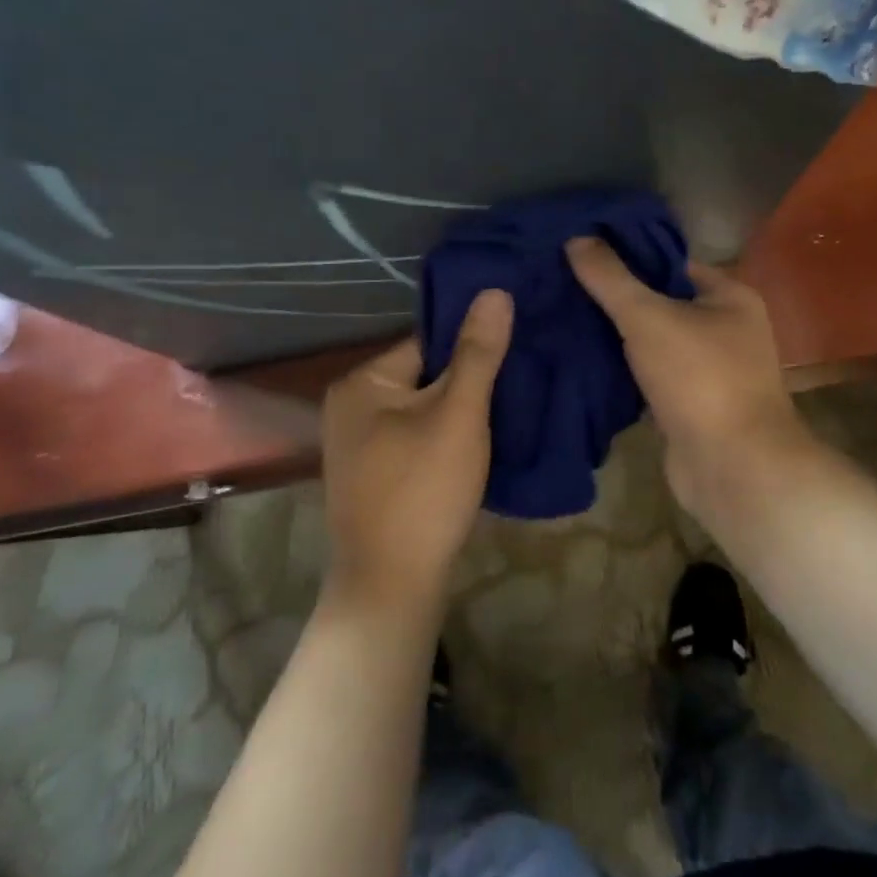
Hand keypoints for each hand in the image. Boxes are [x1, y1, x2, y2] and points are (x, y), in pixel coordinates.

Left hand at [319, 289, 512, 616]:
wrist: (392, 586)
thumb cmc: (423, 490)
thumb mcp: (459, 414)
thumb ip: (478, 353)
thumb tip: (495, 290)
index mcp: (363, 381)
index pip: (428, 341)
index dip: (474, 344)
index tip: (519, 344)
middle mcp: (352, 405)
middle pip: (427, 374)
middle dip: (471, 379)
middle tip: (523, 376)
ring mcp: (361, 443)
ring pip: (426, 408)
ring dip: (463, 409)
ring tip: (512, 405)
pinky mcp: (376, 474)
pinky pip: (419, 436)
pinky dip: (448, 435)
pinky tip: (482, 442)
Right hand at [566, 237, 810, 511]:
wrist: (732, 468)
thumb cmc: (699, 378)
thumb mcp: (649, 317)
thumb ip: (611, 278)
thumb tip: (576, 237)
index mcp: (728, 296)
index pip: (670, 262)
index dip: (626, 255)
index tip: (580, 251)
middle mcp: (724, 328)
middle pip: (659, 302)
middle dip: (615, 297)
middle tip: (561, 284)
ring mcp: (708, 370)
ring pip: (652, 341)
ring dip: (615, 336)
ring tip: (562, 316)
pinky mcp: (688, 404)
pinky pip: (649, 375)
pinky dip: (621, 370)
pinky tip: (580, 359)